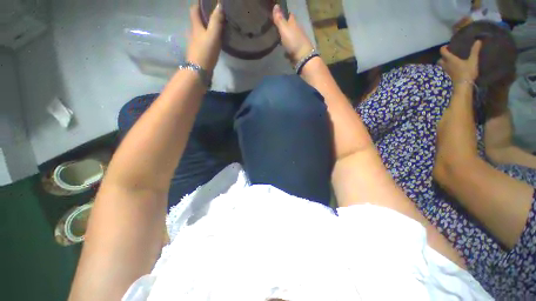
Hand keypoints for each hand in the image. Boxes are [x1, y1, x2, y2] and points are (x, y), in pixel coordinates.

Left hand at [186, 3, 223, 71]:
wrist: (199, 70)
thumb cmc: (205, 51)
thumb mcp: (213, 35)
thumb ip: (216, 21)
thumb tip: (219, 4)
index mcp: (195, 26)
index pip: (194, 10)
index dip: (198, 5)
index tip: (205, 3)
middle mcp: (193, 33)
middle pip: (196, 21)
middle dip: (203, 16)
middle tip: (213, 15)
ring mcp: (194, 43)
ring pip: (199, 32)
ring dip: (205, 28)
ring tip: (215, 28)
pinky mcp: (198, 52)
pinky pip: (201, 41)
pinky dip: (206, 38)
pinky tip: (212, 42)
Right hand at [272, 4, 313, 64]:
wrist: (302, 57)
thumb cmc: (293, 41)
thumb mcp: (284, 29)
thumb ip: (279, 19)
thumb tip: (276, 5)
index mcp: (294, 23)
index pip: (290, 16)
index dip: (285, 14)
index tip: (279, 15)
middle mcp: (297, 31)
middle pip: (291, 27)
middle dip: (285, 27)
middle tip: (276, 28)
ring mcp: (298, 41)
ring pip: (291, 37)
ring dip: (286, 38)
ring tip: (278, 39)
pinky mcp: (297, 51)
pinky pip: (291, 47)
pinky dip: (287, 48)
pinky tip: (283, 50)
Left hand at [438, 40, 481, 83]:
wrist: (463, 85)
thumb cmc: (467, 72)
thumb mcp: (473, 60)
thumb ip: (475, 51)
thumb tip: (478, 41)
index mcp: (450, 59)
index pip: (443, 52)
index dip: (444, 48)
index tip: (448, 46)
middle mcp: (446, 64)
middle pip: (440, 59)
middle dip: (442, 56)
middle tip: (449, 53)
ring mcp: (446, 71)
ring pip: (441, 65)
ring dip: (444, 62)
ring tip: (452, 59)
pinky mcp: (448, 75)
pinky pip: (445, 69)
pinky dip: (447, 66)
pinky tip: (454, 66)